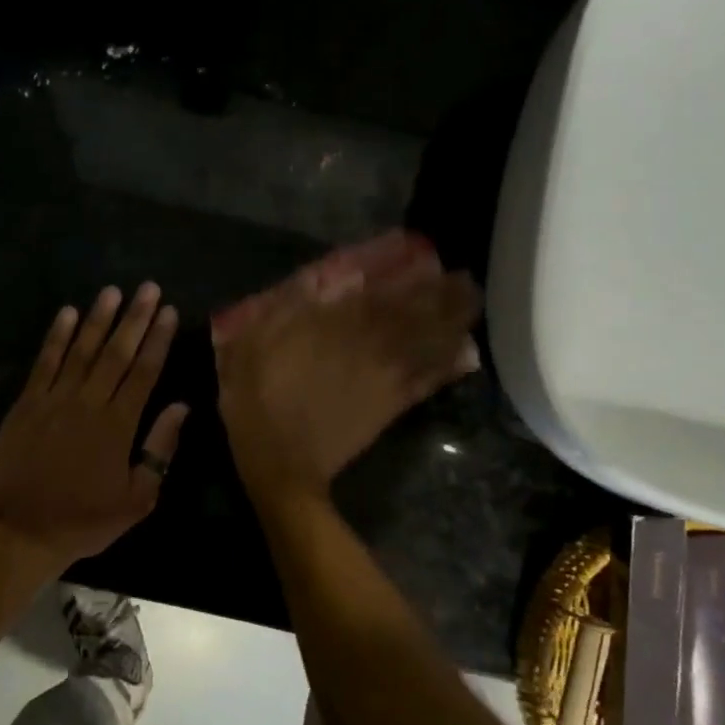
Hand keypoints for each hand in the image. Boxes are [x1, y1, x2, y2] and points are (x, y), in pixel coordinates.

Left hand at [0, 283, 188, 571]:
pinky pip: (44, 363)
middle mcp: (88, 404)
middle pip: (116, 353)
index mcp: (118, 426)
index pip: (144, 372)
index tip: (169, 312)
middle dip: (135, 318)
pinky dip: (56, 337)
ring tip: (112, 291)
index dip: (158, 340)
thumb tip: (181, 407)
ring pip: (81, 350)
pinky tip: (67, 314)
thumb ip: (160, 450)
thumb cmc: (84, 520)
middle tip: (148, 288)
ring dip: (98, 318)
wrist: (21, 532)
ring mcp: (54, 401)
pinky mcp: (25, 405)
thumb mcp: (137, 499)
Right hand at [216, 266, 479, 504]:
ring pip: (430, 343)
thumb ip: (288, 308)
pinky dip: (449, 367)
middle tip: (466, 281)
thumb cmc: (258, 400)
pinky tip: (465, 355)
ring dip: (454, 323)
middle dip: (446, 296)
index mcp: (336, 326)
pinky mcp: (391, 407)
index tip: (432, 260)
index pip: (384, 293)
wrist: (280, 464)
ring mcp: (386, 377)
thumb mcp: (253, 344)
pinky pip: (428, 381)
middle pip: (418, 314)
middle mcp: (370, 344)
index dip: (412, 277)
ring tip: (471, 306)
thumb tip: (322, 281)